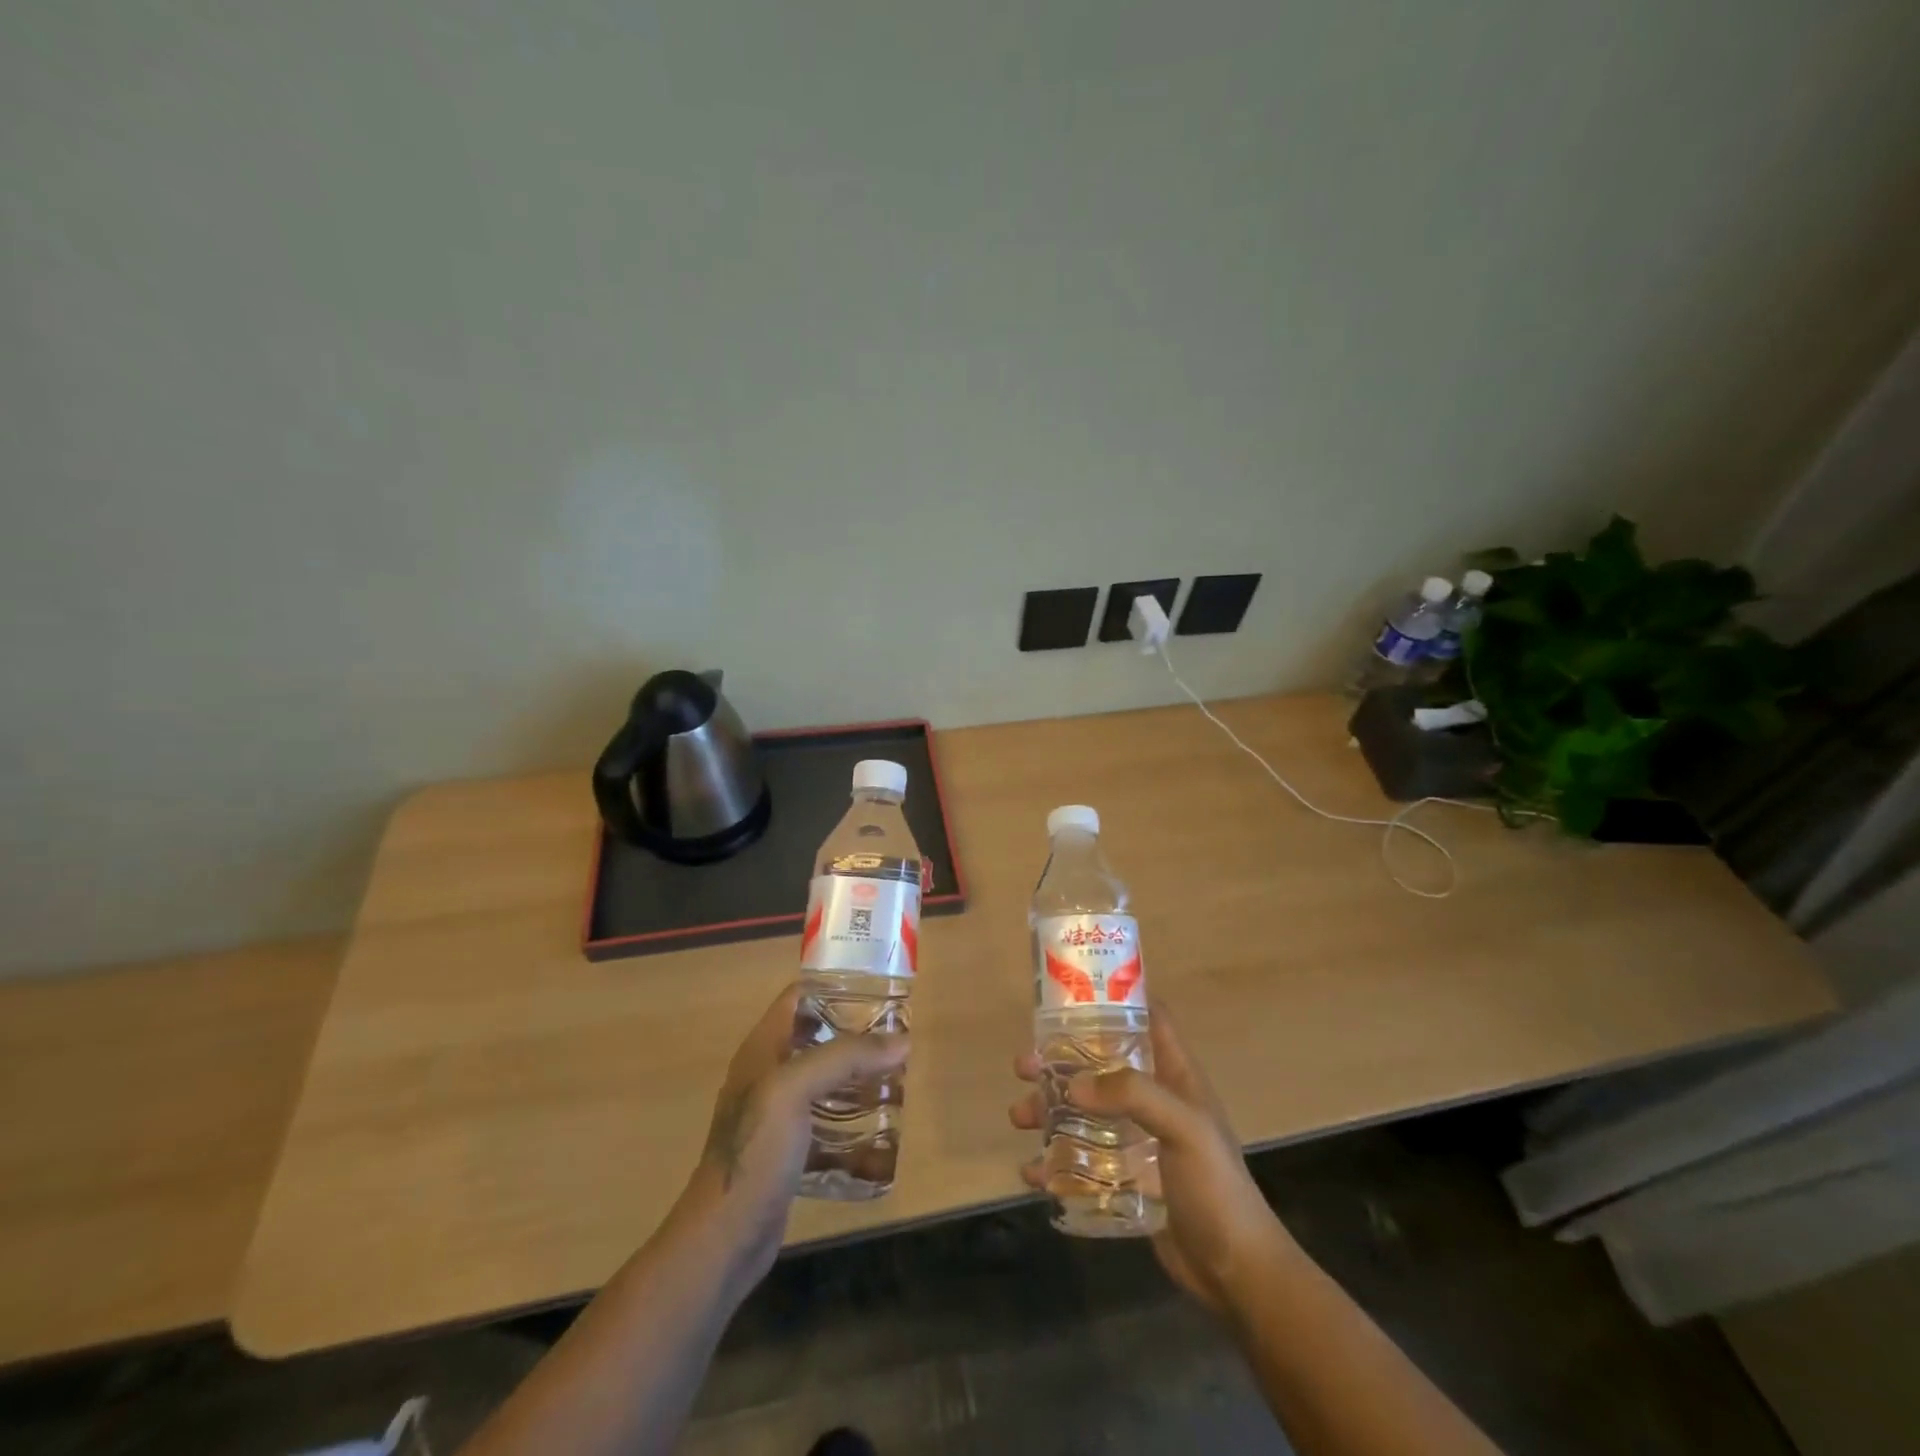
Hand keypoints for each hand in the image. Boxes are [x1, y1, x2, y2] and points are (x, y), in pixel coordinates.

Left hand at [681, 982, 908, 1284]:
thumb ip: (845, 1057)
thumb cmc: (755, 1151)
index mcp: (762, 1049)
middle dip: (855, 1033)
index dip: (834, 986)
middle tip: (897, 1034)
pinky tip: (880, 1127)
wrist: (725, 1237)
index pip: (797, 998)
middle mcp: (768, 1074)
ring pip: (824, 1080)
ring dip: (856, 1076)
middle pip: (816, 1037)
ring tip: (896, 1074)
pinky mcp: (788, 1150)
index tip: (877, 987)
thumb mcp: (795, 1090)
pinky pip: (826, 1121)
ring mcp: (776, 1115)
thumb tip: (902, 1041)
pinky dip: (851, 1119)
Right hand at [1009, 1001, 1293, 1314]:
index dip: (1116, 1001)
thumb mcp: (1184, 1128)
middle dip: (1061, 1063)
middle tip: (1024, 1065)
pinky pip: (1083, 1160)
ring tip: (1018, 1117)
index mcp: (1175, 1077)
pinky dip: (1056, 1162)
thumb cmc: (1216, 1188)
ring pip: (1085, 1112)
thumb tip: (1073, 1084)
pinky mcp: (1127, 1179)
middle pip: (1101, 1066)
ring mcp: (1139, 1141)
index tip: (1071, 997)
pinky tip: (1032, 1173)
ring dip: (1050, 1111)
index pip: (1149, 1020)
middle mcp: (1154, 1101)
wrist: (1237, 1273)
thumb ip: (1133, 1095)